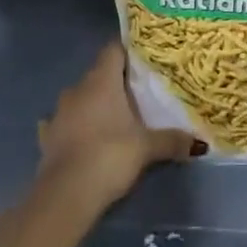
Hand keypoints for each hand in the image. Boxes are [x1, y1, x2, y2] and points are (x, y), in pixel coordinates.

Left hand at [37, 42, 201, 209]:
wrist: (65, 196)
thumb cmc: (109, 156)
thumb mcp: (146, 148)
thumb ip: (172, 140)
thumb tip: (198, 142)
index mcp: (101, 81)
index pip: (113, 49)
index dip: (128, 51)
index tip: (144, 60)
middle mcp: (77, 89)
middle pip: (98, 74)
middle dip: (115, 81)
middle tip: (137, 93)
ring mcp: (58, 113)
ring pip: (79, 98)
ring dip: (93, 104)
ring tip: (113, 118)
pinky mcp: (47, 137)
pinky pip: (62, 123)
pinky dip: (72, 126)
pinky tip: (81, 137)